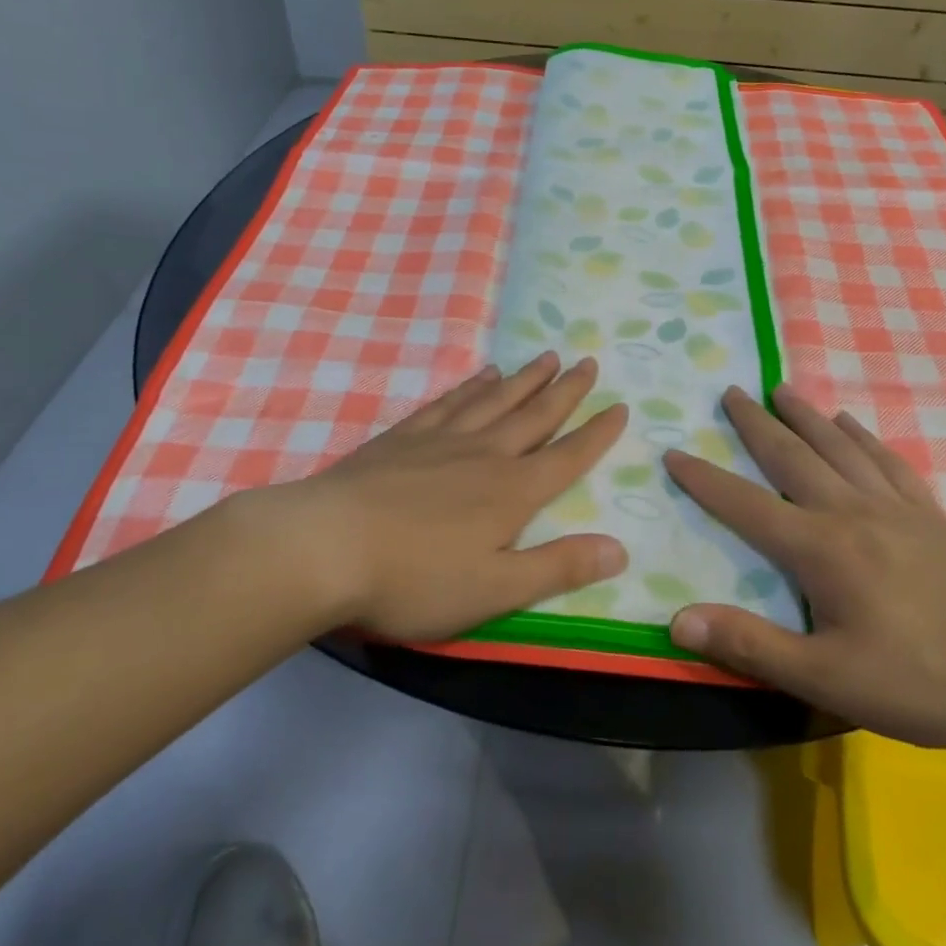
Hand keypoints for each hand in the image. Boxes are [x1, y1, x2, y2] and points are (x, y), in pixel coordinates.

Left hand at [278, 351, 629, 642]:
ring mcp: (441, 440)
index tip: (620, 405)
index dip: (597, 433)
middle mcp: (484, 454)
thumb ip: (558, 567)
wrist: (326, 546)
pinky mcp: (403, 437)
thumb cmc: (414, 579)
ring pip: (495, 400)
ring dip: (524, 379)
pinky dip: (470, 386)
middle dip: (565, 390)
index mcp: (512, 492)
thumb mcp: (495, 588)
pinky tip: (479, 375)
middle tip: (588, 361)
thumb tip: (620, 549)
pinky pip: (448, 402)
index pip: (567, 456)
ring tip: (546, 357)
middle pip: (534, 415)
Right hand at [663, 385, 945, 748]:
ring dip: (805, 415)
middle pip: (793, 457)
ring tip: (780, 389)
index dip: (705, 481)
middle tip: (729, 390)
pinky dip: (863, 437)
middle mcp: (850, 511)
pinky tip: (853, 423)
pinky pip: (887, 462)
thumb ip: (753, 646)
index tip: (673, 451)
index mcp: (820, 548)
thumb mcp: (831, 678)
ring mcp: (895, 508)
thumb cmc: (928, 678)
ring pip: (838, 447)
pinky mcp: (931, 516)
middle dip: (755, 424)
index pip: (746, 505)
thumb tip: (678, 620)